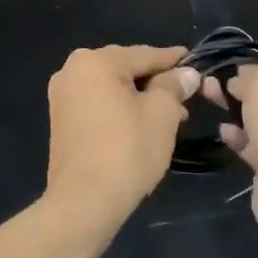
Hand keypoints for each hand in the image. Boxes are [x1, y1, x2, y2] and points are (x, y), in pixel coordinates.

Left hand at [45, 45, 197, 221]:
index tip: (196, 62)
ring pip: (112, 88)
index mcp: (95, 62)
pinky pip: (99, 104)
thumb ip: (174, 86)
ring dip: (141, 97)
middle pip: (126, 69)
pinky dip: (121, 109)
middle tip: (186, 96)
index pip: (145, 54)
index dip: (174, 60)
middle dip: (157, 82)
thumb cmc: (127, 151)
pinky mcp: (61, 121)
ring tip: (171, 115)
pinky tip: (143, 124)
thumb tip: (187, 74)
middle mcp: (72, 71)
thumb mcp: (161, 114)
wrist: (84, 202)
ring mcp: (62, 97)